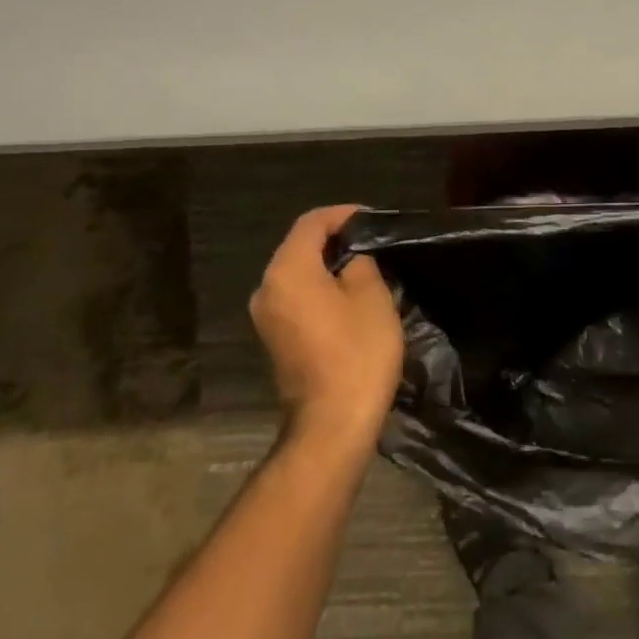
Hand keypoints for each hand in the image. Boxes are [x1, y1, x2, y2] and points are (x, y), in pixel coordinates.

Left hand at [249, 206, 404, 441]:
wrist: (331, 424)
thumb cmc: (356, 352)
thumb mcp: (372, 297)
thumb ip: (360, 264)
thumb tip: (351, 260)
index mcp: (287, 270)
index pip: (311, 223)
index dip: (342, 214)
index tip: (371, 219)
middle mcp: (267, 288)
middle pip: (299, 248)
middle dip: (334, 240)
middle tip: (370, 241)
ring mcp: (266, 317)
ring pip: (297, 275)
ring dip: (326, 266)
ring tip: (364, 267)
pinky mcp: (274, 340)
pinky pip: (296, 299)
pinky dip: (319, 289)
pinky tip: (348, 297)